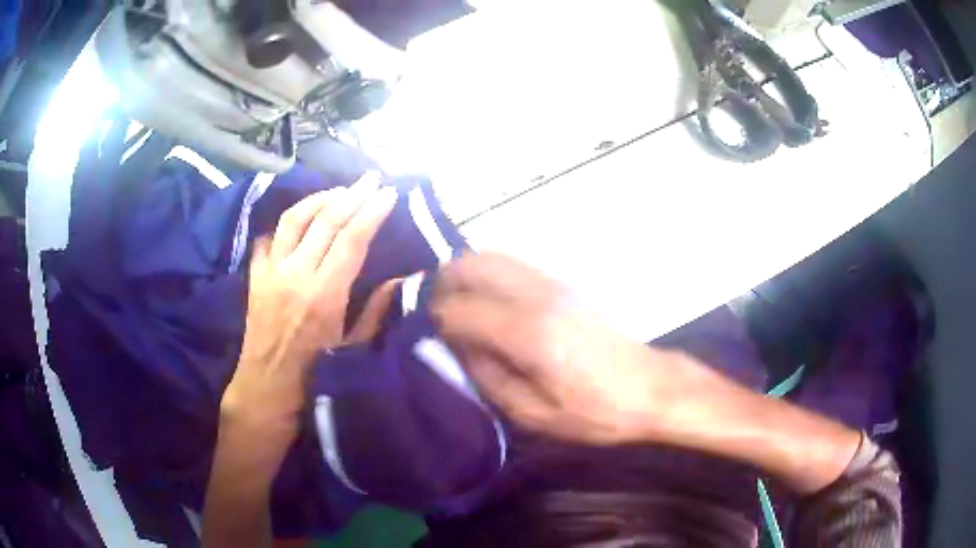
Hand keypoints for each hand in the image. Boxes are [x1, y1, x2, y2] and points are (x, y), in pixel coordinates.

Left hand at [221, 173, 396, 464]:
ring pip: (294, 219)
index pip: (352, 239)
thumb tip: (402, 279)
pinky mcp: (256, 275)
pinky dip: (284, 224)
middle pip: (326, 220)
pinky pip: (268, 238)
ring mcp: (272, 271)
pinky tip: (298, 220)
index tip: (388, 193)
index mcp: (325, 294)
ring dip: (319, 199)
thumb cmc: (317, 371)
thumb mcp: (354, 347)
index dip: (372, 212)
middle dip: (353, 194)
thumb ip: (376, 310)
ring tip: (338, 191)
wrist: (268, 384)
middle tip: (371, 178)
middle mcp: (296, 274)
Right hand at [431, 254, 728, 445]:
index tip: (425, 334)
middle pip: (470, 265)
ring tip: (454, 302)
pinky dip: (486, 272)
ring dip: (463, 272)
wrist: (648, 388)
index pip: (459, 310)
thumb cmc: (593, 412)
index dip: (435, 320)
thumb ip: (487, 376)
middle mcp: (536, 296)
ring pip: (491, 256)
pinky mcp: (563, 283)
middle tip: (432, 310)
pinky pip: (511, 264)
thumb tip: (456, 346)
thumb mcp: (533, 414)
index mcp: (527, 334)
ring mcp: (552, 283)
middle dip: (442, 283)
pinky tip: (485, 299)